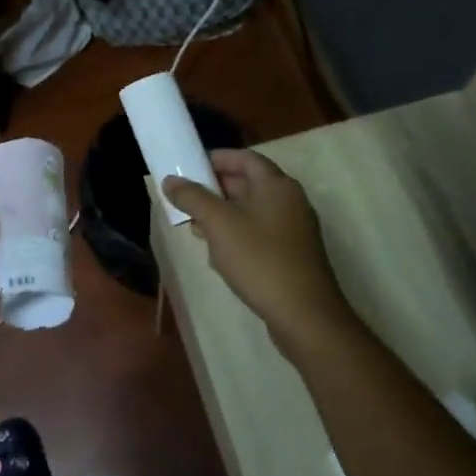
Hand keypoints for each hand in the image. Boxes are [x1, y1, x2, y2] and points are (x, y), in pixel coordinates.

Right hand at [163, 151, 354, 355]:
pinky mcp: (293, 255)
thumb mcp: (219, 225)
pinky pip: (260, 233)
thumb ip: (193, 198)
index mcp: (276, 185)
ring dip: (223, 214)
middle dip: (215, 189)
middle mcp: (290, 201)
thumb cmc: (260, 260)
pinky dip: (237, 234)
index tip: (189, 166)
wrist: (305, 317)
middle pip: (248, 183)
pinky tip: (218, 253)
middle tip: (186, 197)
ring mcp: (294, 230)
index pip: (245, 158)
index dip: (217, 158)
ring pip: (252, 210)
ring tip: (195, 226)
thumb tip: (170, 180)